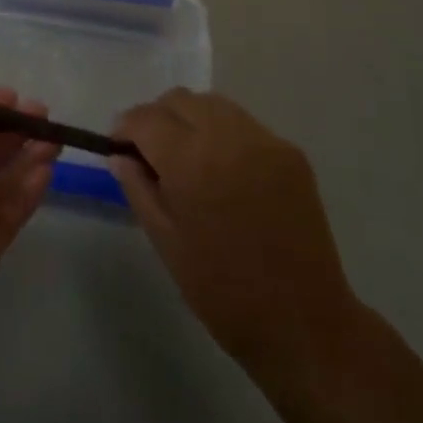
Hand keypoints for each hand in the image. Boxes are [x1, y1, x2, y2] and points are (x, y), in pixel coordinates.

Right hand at [111, 91, 357, 378]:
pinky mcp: (289, 150)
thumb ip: (139, 189)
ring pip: (213, 103)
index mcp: (191, 161)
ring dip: (190, 118)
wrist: (303, 323)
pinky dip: (223, 133)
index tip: (118, 146)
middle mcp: (227, 136)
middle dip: (157, 117)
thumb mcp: (166, 243)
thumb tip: (120, 156)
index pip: (146, 118)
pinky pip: (244, 123)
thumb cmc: (222, 292)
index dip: (125, 128)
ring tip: (187, 156)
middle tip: (150, 152)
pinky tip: (223, 169)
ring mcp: (263, 139)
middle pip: (179, 99)